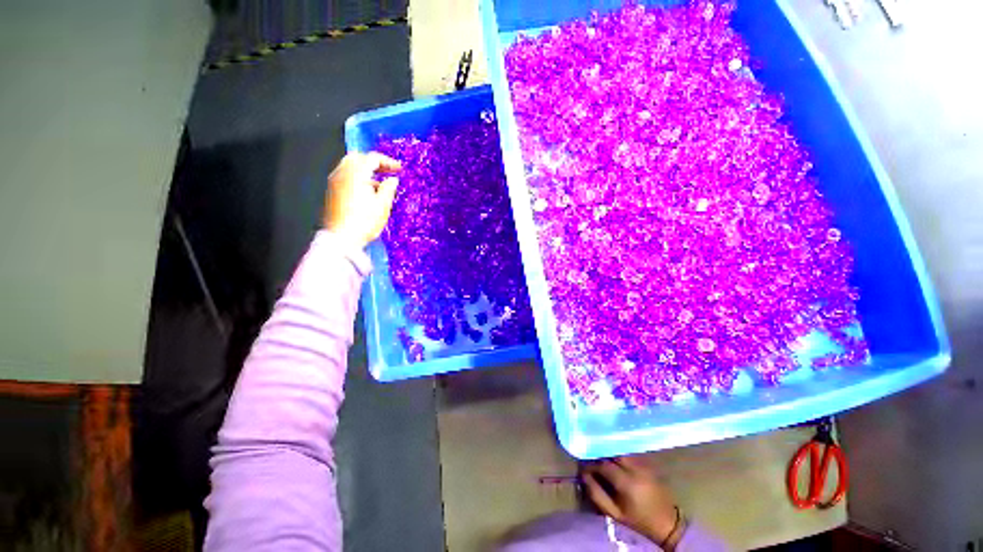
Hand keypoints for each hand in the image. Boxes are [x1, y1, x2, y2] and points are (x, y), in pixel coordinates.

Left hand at [323, 152, 401, 248]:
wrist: (342, 238)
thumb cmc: (364, 222)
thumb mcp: (383, 205)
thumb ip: (389, 188)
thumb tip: (392, 180)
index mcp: (356, 174)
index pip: (372, 158)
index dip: (388, 161)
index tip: (399, 169)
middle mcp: (342, 174)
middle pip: (358, 158)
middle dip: (374, 162)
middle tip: (387, 171)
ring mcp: (335, 182)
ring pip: (350, 167)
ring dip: (366, 170)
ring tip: (380, 184)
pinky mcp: (332, 192)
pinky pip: (346, 177)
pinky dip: (358, 178)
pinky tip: (368, 192)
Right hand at [582, 456, 682, 548]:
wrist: (668, 525)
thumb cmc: (638, 522)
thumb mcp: (614, 514)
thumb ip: (596, 494)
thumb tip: (583, 476)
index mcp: (626, 481)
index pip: (603, 464)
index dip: (590, 465)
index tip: (583, 468)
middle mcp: (635, 468)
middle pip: (612, 451)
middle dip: (600, 454)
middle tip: (592, 460)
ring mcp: (643, 464)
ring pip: (621, 450)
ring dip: (609, 453)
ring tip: (602, 460)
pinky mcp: (648, 464)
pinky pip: (629, 454)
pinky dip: (619, 455)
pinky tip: (615, 462)